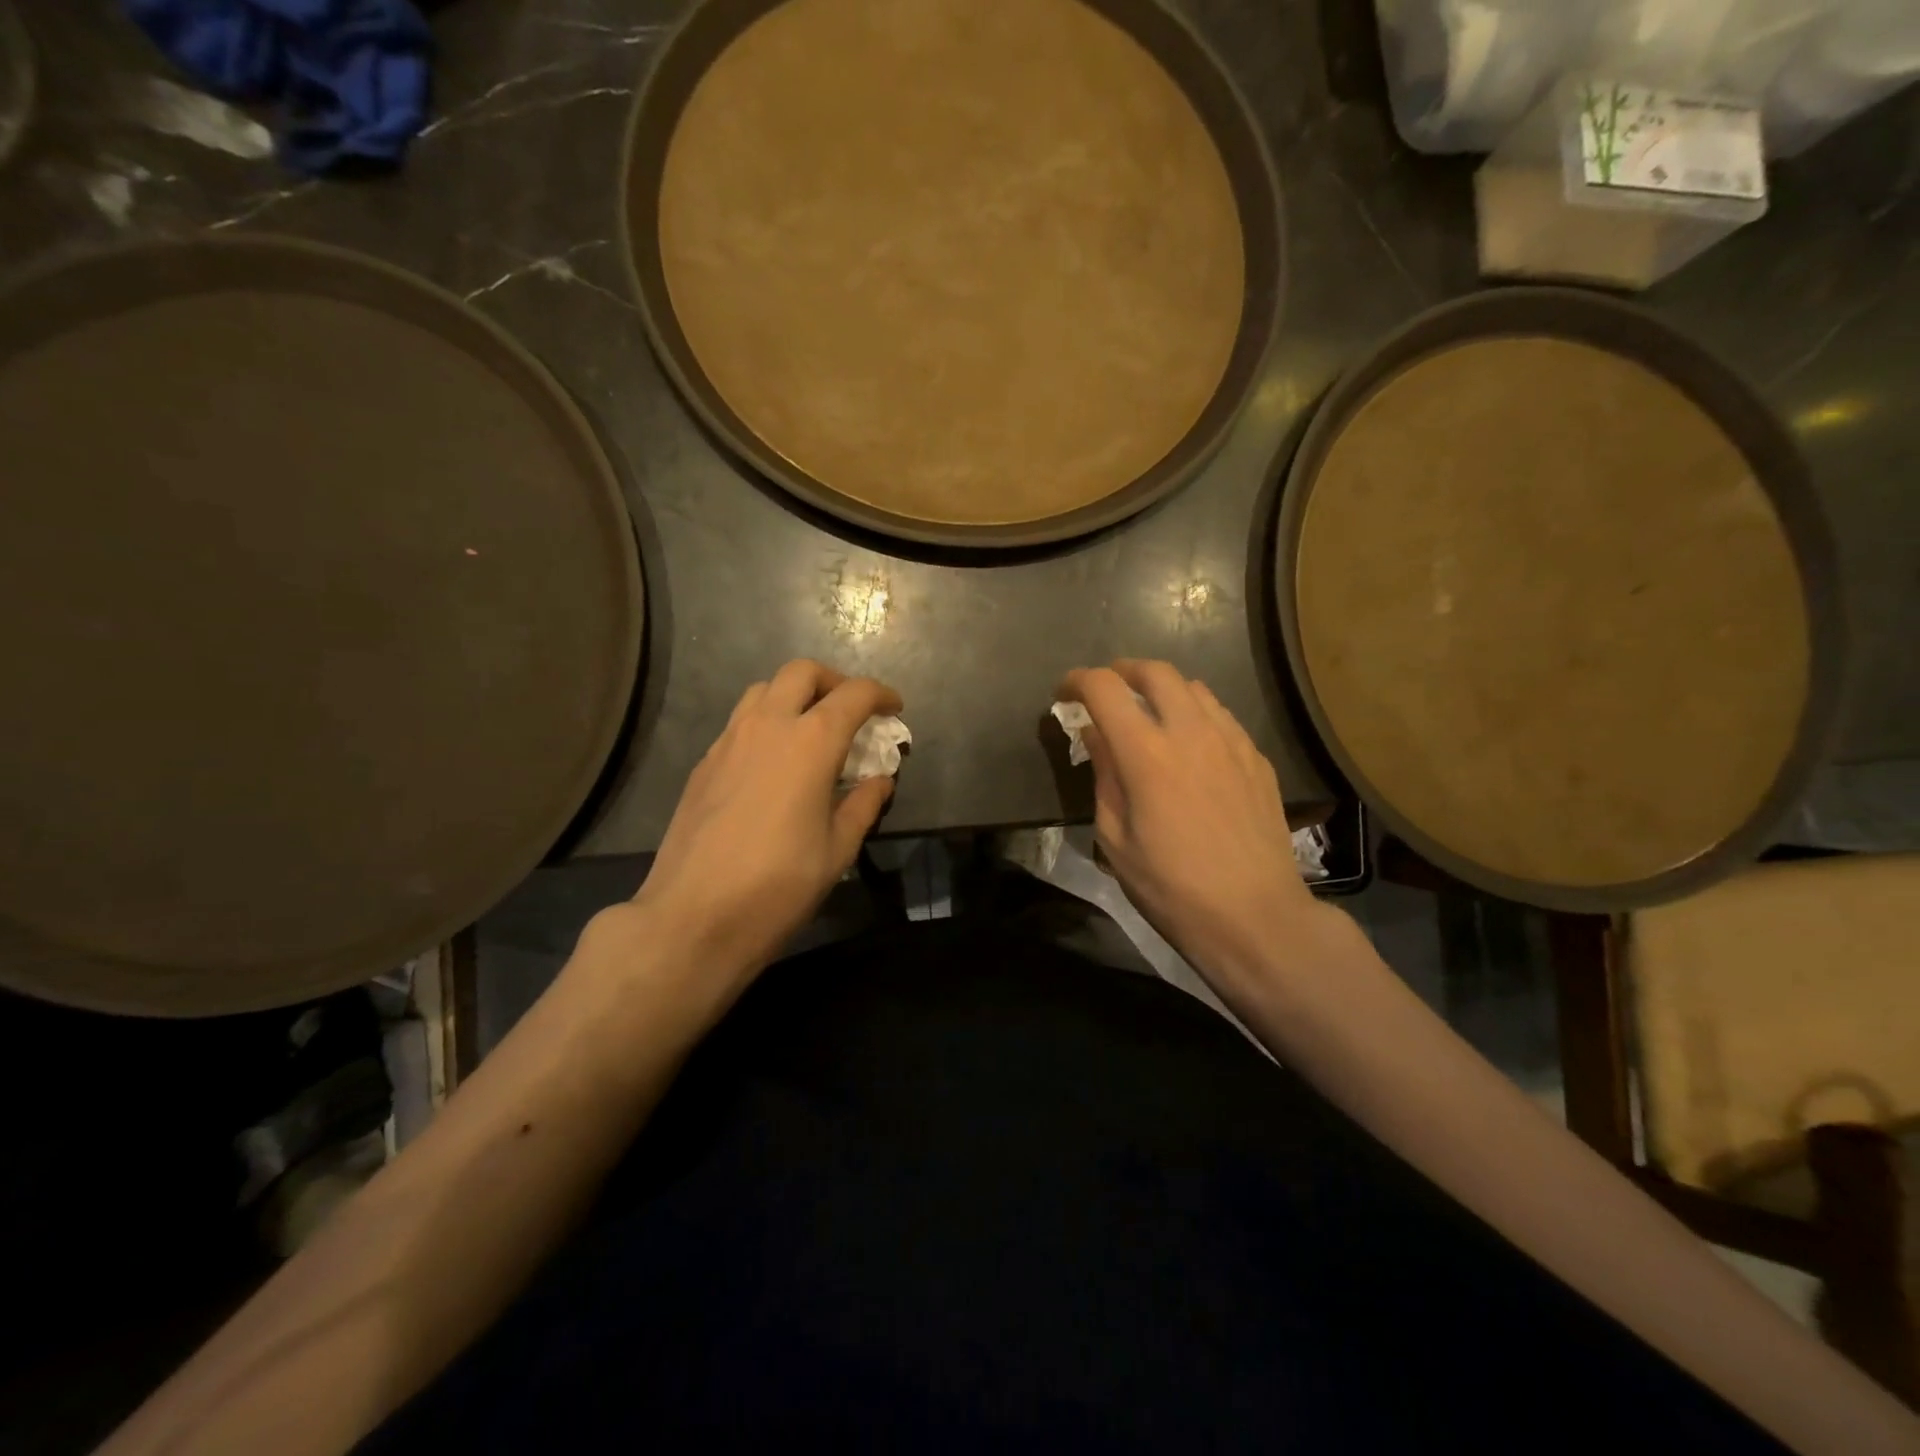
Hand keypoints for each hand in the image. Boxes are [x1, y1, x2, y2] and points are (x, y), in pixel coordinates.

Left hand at [628, 660, 900, 990]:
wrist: (693, 917)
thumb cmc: (778, 885)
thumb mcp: (838, 850)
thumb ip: (864, 805)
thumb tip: (880, 781)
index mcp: (810, 743)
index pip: (854, 694)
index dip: (881, 695)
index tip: (894, 709)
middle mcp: (768, 726)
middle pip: (802, 672)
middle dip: (835, 682)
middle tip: (852, 712)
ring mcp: (729, 741)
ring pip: (764, 690)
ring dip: (795, 696)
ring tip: (812, 731)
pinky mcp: (704, 763)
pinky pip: (740, 722)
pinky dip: (766, 723)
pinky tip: (774, 764)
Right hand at [1057, 660, 1327, 983]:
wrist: (1254, 915)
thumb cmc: (1171, 887)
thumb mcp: (1115, 839)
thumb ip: (1104, 777)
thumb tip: (1095, 735)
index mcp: (1147, 754)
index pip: (1105, 689)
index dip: (1078, 681)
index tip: (1065, 694)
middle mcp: (1191, 732)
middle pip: (1156, 671)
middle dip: (1122, 671)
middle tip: (1106, 690)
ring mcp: (1231, 741)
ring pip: (1194, 687)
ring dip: (1162, 689)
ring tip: (1148, 713)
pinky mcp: (1256, 758)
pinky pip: (1221, 715)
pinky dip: (1195, 713)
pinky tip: (1190, 745)